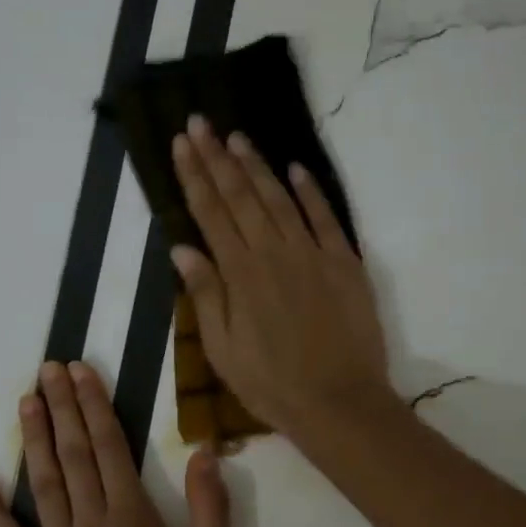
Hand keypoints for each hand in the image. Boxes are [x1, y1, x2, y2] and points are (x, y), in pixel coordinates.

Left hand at [0, 361, 231, 526]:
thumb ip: (212, 511)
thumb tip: (205, 453)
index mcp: (133, 521)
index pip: (110, 448)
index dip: (95, 406)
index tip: (80, 372)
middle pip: (73, 455)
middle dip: (62, 408)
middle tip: (47, 369)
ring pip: (43, 486)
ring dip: (34, 440)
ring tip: (26, 402)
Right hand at [170, 117, 393, 438]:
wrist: (340, 404)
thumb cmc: (272, 385)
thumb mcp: (223, 351)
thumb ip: (204, 295)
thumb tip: (181, 248)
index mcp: (240, 275)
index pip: (210, 213)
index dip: (194, 176)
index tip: (180, 143)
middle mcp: (273, 254)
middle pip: (241, 196)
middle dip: (217, 157)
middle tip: (200, 122)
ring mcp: (313, 254)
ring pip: (280, 199)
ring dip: (257, 165)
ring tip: (237, 136)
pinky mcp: (345, 263)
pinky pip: (326, 218)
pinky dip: (310, 191)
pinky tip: (295, 169)